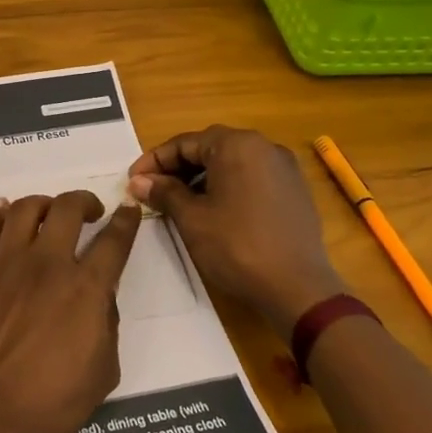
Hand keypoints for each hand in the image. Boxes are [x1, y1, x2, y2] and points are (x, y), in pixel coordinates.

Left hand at [0, 191, 141, 432]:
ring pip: (25, 209)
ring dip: (42, 203)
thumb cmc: (44, 405)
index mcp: (85, 290)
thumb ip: (107, 329)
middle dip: (84, 201)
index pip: (114, 242)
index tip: (129, 208)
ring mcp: (5, 263)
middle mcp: (47, 264)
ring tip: (48, 212)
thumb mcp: (101, 376)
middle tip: (89, 211)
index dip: (125, 221)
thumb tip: (101, 299)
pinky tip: (2, 214)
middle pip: (67, 209)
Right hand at [128, 125, 345, 327]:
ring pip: (231, 162)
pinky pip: (251, 177)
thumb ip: (164, 192)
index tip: (133, 180)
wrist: (298, 289)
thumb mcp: (192, 218)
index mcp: (236, 145)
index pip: (184, 143)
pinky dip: (227, 186)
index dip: (154, 161)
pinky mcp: (295, 190)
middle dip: (177, 167)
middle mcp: (263, 146)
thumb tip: (138, 181)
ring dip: (201, 177)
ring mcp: (283, 168)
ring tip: (179, 201)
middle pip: (209, 148)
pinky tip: (213, 210)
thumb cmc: (237, 246)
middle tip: (152, 190)